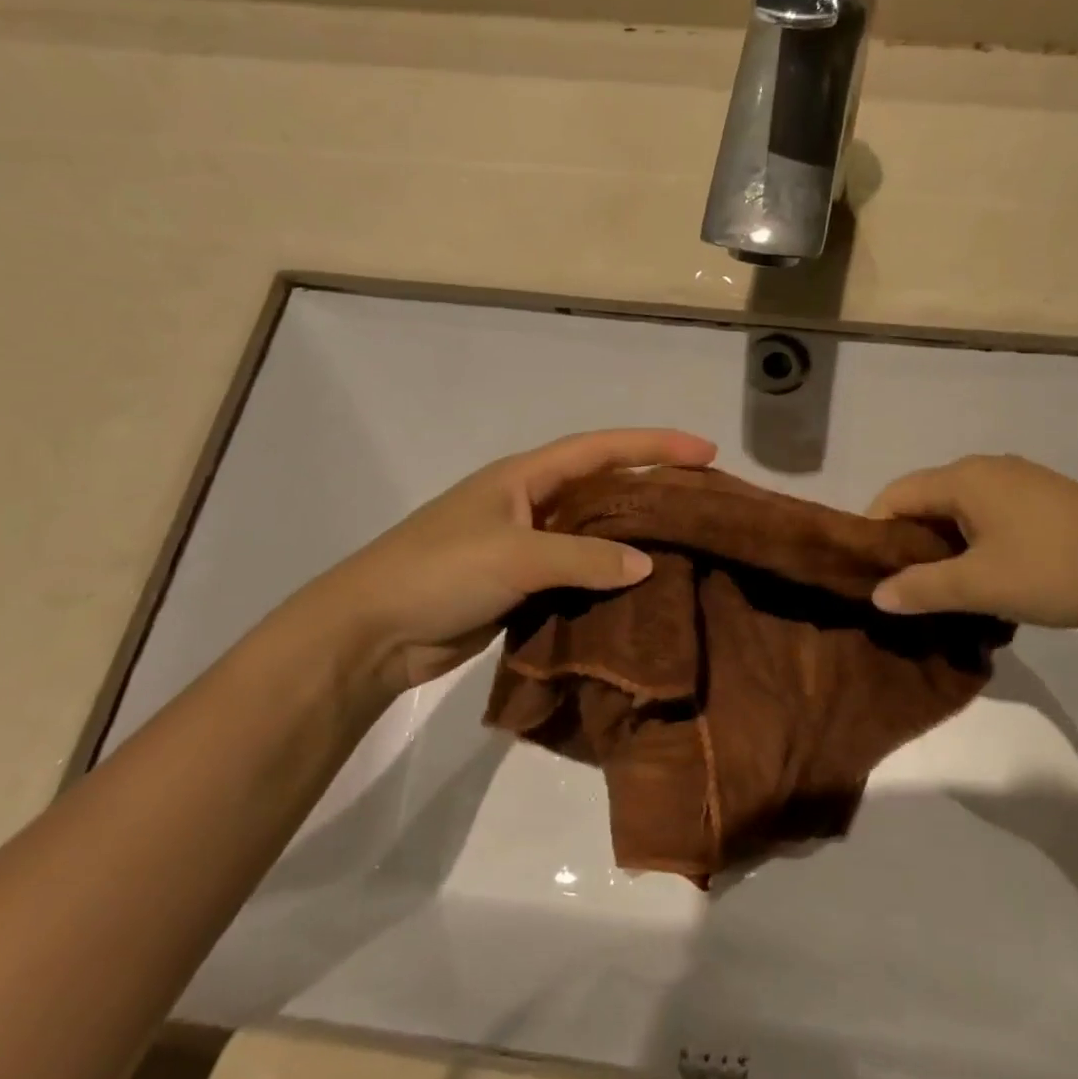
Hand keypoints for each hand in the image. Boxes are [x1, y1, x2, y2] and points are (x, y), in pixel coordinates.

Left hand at [282, 428, 716, 707]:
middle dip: (651, 488)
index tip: (705, 451)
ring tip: (686, 545)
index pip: (601, 450)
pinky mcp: (521, 586)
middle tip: (704, 499)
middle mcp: (530, 503)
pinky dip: (607, 579)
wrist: (371, 632)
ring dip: (632, 537)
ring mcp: (525, 546)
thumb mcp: (515, 555)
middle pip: (602, 487)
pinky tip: (642, 591)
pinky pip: (577, 574)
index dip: (654, 446)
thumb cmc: (440, 571)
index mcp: (525, 476)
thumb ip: (584, 557)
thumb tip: (647, 564)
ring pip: (593, 534)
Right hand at [868, 454, 1077, 630]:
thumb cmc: (1056, 570)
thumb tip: (876, 595)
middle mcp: (986, 468)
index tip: (871, 574)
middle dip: (909, 542)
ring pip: (959, 508)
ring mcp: (1020, 480)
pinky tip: (989, 574)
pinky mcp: (1045, 497)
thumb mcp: (981, 586)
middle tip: (905, 587)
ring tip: (945, 587)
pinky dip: (974, 540)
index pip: (895, 495)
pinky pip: (989, 513)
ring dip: (943, 545)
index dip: (874, 532)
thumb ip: (922, 588)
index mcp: (963, 478)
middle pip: (925, 499)